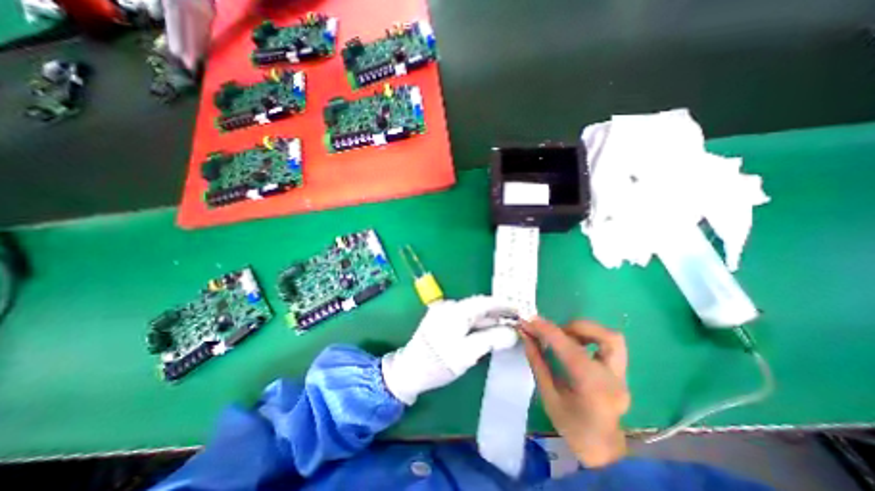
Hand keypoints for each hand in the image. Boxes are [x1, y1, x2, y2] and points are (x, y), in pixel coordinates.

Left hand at [382, 296, 517, 404]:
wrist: (409, 370)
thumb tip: (514, 332)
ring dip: (488, 319)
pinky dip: (478, 324)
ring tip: (506, 327)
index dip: (504, 305)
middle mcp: (450, 306)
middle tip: (516, 321)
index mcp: (456, 310)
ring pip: (472, 313)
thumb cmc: (439, 363)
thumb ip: (492, 339)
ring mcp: (444, 311)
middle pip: (479, 306)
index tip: (520, 310)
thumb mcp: (468, 353)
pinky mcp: (441, 319)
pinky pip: (465, 318)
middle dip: (498, 313)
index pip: (485, 302)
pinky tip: (487, 332)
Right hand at [519, 319, 629, 467]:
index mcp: (592, 388)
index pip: (570, 348)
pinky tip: (576, 345)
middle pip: (606, 337)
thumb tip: (525, 335)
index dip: (547, 330)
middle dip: (575, 326)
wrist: (602, 450)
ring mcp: (622, 376)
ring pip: (612, 337)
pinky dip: (591, 337)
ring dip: (586, 330)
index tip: (529, 320)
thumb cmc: (571, 427)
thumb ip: (537, 362)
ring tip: (565, 337)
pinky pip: (610, 345)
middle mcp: (613, 378)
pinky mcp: (621, 373)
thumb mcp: (548, 396)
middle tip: (555, 332)